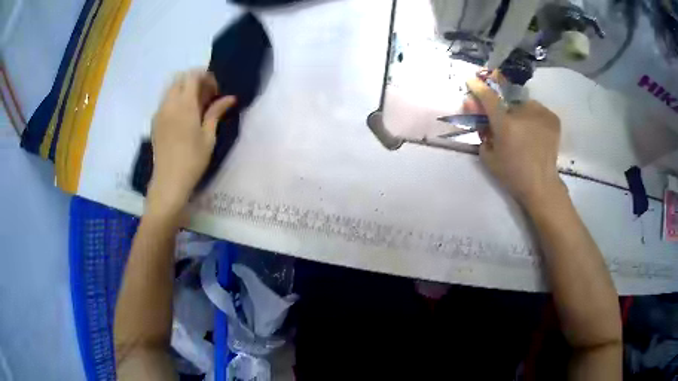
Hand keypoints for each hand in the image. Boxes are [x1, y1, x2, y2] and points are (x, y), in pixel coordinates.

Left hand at [147, 69, 235, 215]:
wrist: (168, 182)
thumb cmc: (192, 160)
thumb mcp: (208, 136)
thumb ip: (216, 112)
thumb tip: (230, 98)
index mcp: (184, 105)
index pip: (192, 76)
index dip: (205, 76)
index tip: (215, 90)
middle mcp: (169, 103)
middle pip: (180, 78)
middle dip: (194, 80)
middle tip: (206, 96)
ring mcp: (159, 112)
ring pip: (170, 88)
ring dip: (183, 89)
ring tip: (195, 106)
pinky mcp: (155, 122)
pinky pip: (165, 101)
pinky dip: (175, 100)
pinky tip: (183, 117)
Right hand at [466, 72, 564, 210]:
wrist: (541, 185)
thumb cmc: (513, 175)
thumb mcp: (489, 158)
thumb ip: (483, 135)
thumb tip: (482, 120)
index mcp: (505, 124)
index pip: (488, 97)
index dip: (478, 87)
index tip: (472, 80)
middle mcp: (523, 113)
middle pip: (507, 103)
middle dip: (503, 110)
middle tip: (506, 126)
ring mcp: (540, 114)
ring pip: (524, 106)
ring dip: (520, 113)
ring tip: (524, 131)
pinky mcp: (552, 118)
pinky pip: (537, 110)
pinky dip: (533, 117)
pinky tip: (535, 131)